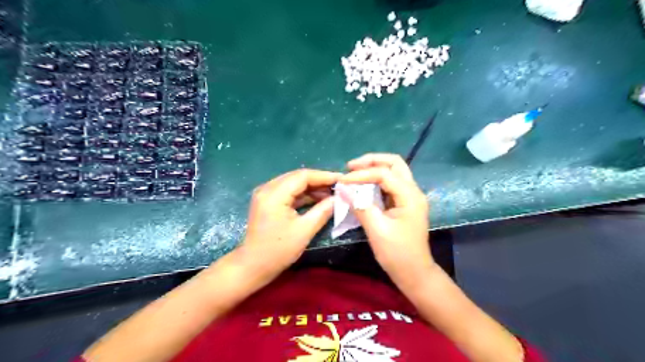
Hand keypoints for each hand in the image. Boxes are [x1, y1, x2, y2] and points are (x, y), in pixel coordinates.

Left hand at [237, 170, 339, 277]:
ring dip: (312, 187)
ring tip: (332, 193)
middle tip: (339, 186)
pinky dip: (303, 194)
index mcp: (274, 194)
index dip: (324, 176)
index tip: (342, 179)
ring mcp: (266, 194)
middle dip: (319, 180)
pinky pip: (288, 192)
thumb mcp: (304, 231)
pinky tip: (318, 199)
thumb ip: (323, 211)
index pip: (303, 176)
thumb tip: (339, 198)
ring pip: (293, 183)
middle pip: (297, 177)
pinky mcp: (267, 201)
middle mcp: (267, 188)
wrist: (253, 266)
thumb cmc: (278, 250)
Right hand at [339, 154, 435, 286]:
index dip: (361, 174)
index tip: (342, 181)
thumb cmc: (397, 254)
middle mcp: (413, 191)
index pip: (384, 174)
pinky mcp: (404, 203)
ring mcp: (410, 197)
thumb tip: (342, 189)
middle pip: (394, 163)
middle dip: (372, 161)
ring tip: (354, 173)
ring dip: (374, 168)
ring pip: (394, 171)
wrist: (414, 273)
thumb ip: (360, 206)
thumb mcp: (377, 230)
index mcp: (410, 196)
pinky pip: (391, 184)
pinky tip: (363, 185)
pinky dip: (376, 180)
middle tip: (351, 167)